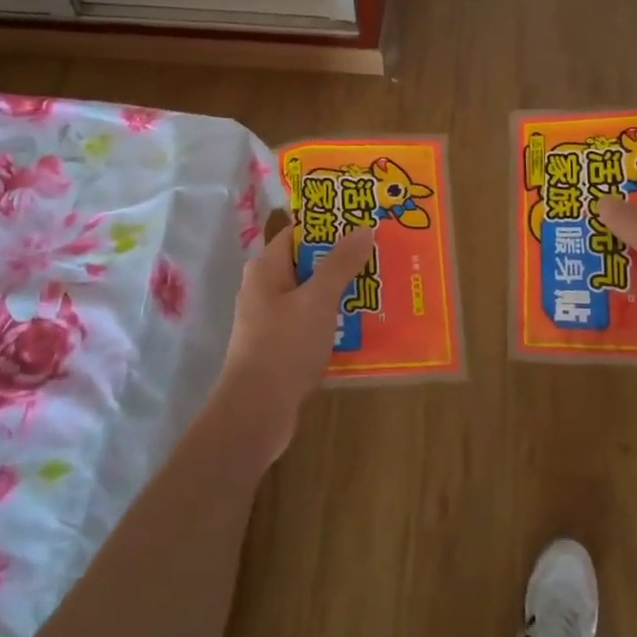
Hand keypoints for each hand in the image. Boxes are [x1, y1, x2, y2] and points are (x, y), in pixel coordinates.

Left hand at [208, 214, 375, 467]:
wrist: (256, 412)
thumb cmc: (285, 346)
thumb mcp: (318, 299)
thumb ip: (340, 263)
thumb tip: (363, 228)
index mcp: (266, 268)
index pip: (298, 233)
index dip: (329, 226)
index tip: (363, 224)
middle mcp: (264, 288)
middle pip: (307, 264)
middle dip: (341, 261)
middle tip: (380, 258)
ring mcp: (270, 320)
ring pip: (310, 296)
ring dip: (340, 294)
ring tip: (378, 290)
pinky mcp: (279, 347)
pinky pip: (310, 324)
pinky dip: (332, 322)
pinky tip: (360, 327)